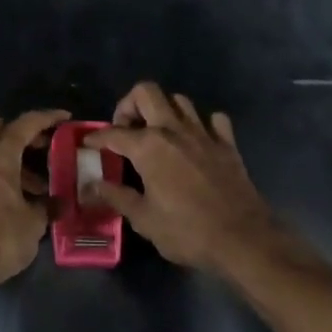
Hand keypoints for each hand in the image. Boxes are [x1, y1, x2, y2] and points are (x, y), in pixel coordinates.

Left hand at [0, 109, 68, 296]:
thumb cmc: (0, 237)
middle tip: (46, 148)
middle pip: (2, 132)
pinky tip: (14, 197)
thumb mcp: (33, 224)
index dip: (46, 118)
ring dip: (13, 159)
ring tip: (36, 184)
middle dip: (25, 135)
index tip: (64, 117)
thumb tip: (58, 203)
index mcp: (0, 156)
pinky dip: (0, 175)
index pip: (25, 124)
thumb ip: (46, 207)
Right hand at [83, 83, 275, 273]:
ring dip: (164, 110)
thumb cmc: (187, 231)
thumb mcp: (144, 219)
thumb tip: (93, 185)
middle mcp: (173, 130)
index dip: (96, 136)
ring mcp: (203, 133)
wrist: (243, 239)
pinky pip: (213, 119)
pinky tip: (197, 140)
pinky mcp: (227, 144)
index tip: (88, 142)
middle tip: (126, 129)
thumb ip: (117, 197)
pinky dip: (203, 124)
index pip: (113, 132)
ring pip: (179, 100)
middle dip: (129, 104)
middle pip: (146, 92)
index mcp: (148, 146)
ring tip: (158, 132)